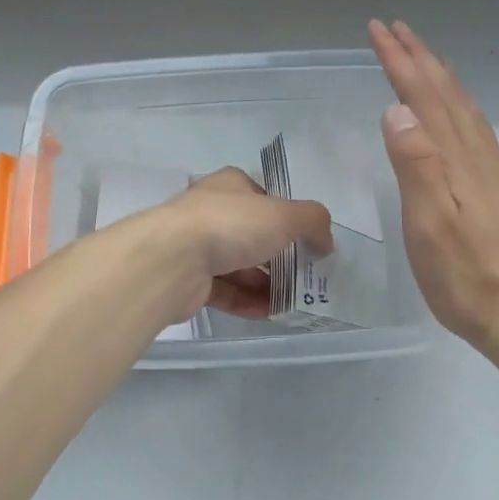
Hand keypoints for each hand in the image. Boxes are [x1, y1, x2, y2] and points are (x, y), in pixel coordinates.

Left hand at [148, 167, 332, 321]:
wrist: (172, 260)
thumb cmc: (230, 225)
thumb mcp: (284, 215)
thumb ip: (312, 221)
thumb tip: (326, 241)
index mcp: (230, 186)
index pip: (263, 197)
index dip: (287, 216)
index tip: (307, 240)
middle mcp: (211, 211)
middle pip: (253, 233)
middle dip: (279, 256)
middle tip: (306, 277)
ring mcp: (196, 246)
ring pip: (239, 265)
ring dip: (266, 283)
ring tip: (294, 301)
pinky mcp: (189, 280)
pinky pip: (225, 291)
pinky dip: (247, 301)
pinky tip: (269, 313)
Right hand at [369, 20, 498, 357]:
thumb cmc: (464, 274)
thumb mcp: (428, 220)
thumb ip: (415, 164)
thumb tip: (398, 110)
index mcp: (453, 159)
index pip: (421, 98)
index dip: (400, 62)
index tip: (378, 31)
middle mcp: (478, 159)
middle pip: (447, 97)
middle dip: (421, 60)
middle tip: (398, 30)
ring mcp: (498, 181)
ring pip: (471, 118)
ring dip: (448, 86)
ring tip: (434, 65)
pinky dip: (498, 140)